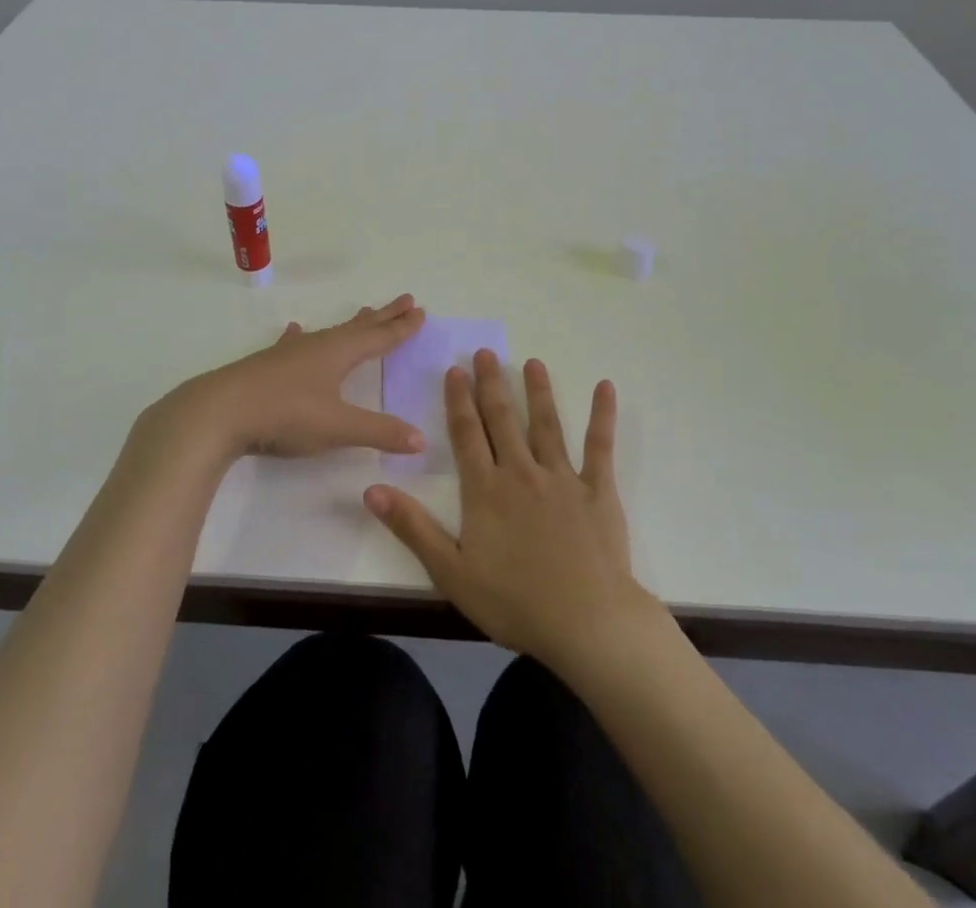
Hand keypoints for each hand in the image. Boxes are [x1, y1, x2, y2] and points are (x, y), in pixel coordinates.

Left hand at [144, 295, 427, 463]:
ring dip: (350, 324)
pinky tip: (294, 331)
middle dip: (383, 316)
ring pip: (328, 333)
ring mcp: (289, 353)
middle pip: (358, 327)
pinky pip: (292, 344)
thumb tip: (420, 439)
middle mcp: (317, 345)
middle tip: (405, 300)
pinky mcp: (267, 365)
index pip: (379, 337)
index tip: (420, 311)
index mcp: (338, 353)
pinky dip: (299, 336)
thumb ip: (379, 432)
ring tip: (363, 312)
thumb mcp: (338, 427)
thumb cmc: (284, 415)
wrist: (218, 411)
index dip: (401, 327)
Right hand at [364, 350, 661, 673]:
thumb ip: (412, 527)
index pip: (467, 434)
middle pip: (503, 420)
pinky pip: (599, 446)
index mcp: (486, 490)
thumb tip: (371, 489)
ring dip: (538, 391)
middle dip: (492, 384)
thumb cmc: (514, 602)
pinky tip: (605, 387)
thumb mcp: (450, 572)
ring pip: (546, 425)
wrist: (586, 623)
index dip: (458, 400)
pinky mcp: (598, 490)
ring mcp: (562, 478)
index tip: (455, 370)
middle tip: (486, 352)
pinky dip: (602, 416)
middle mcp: (521, 473)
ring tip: (532, 362)